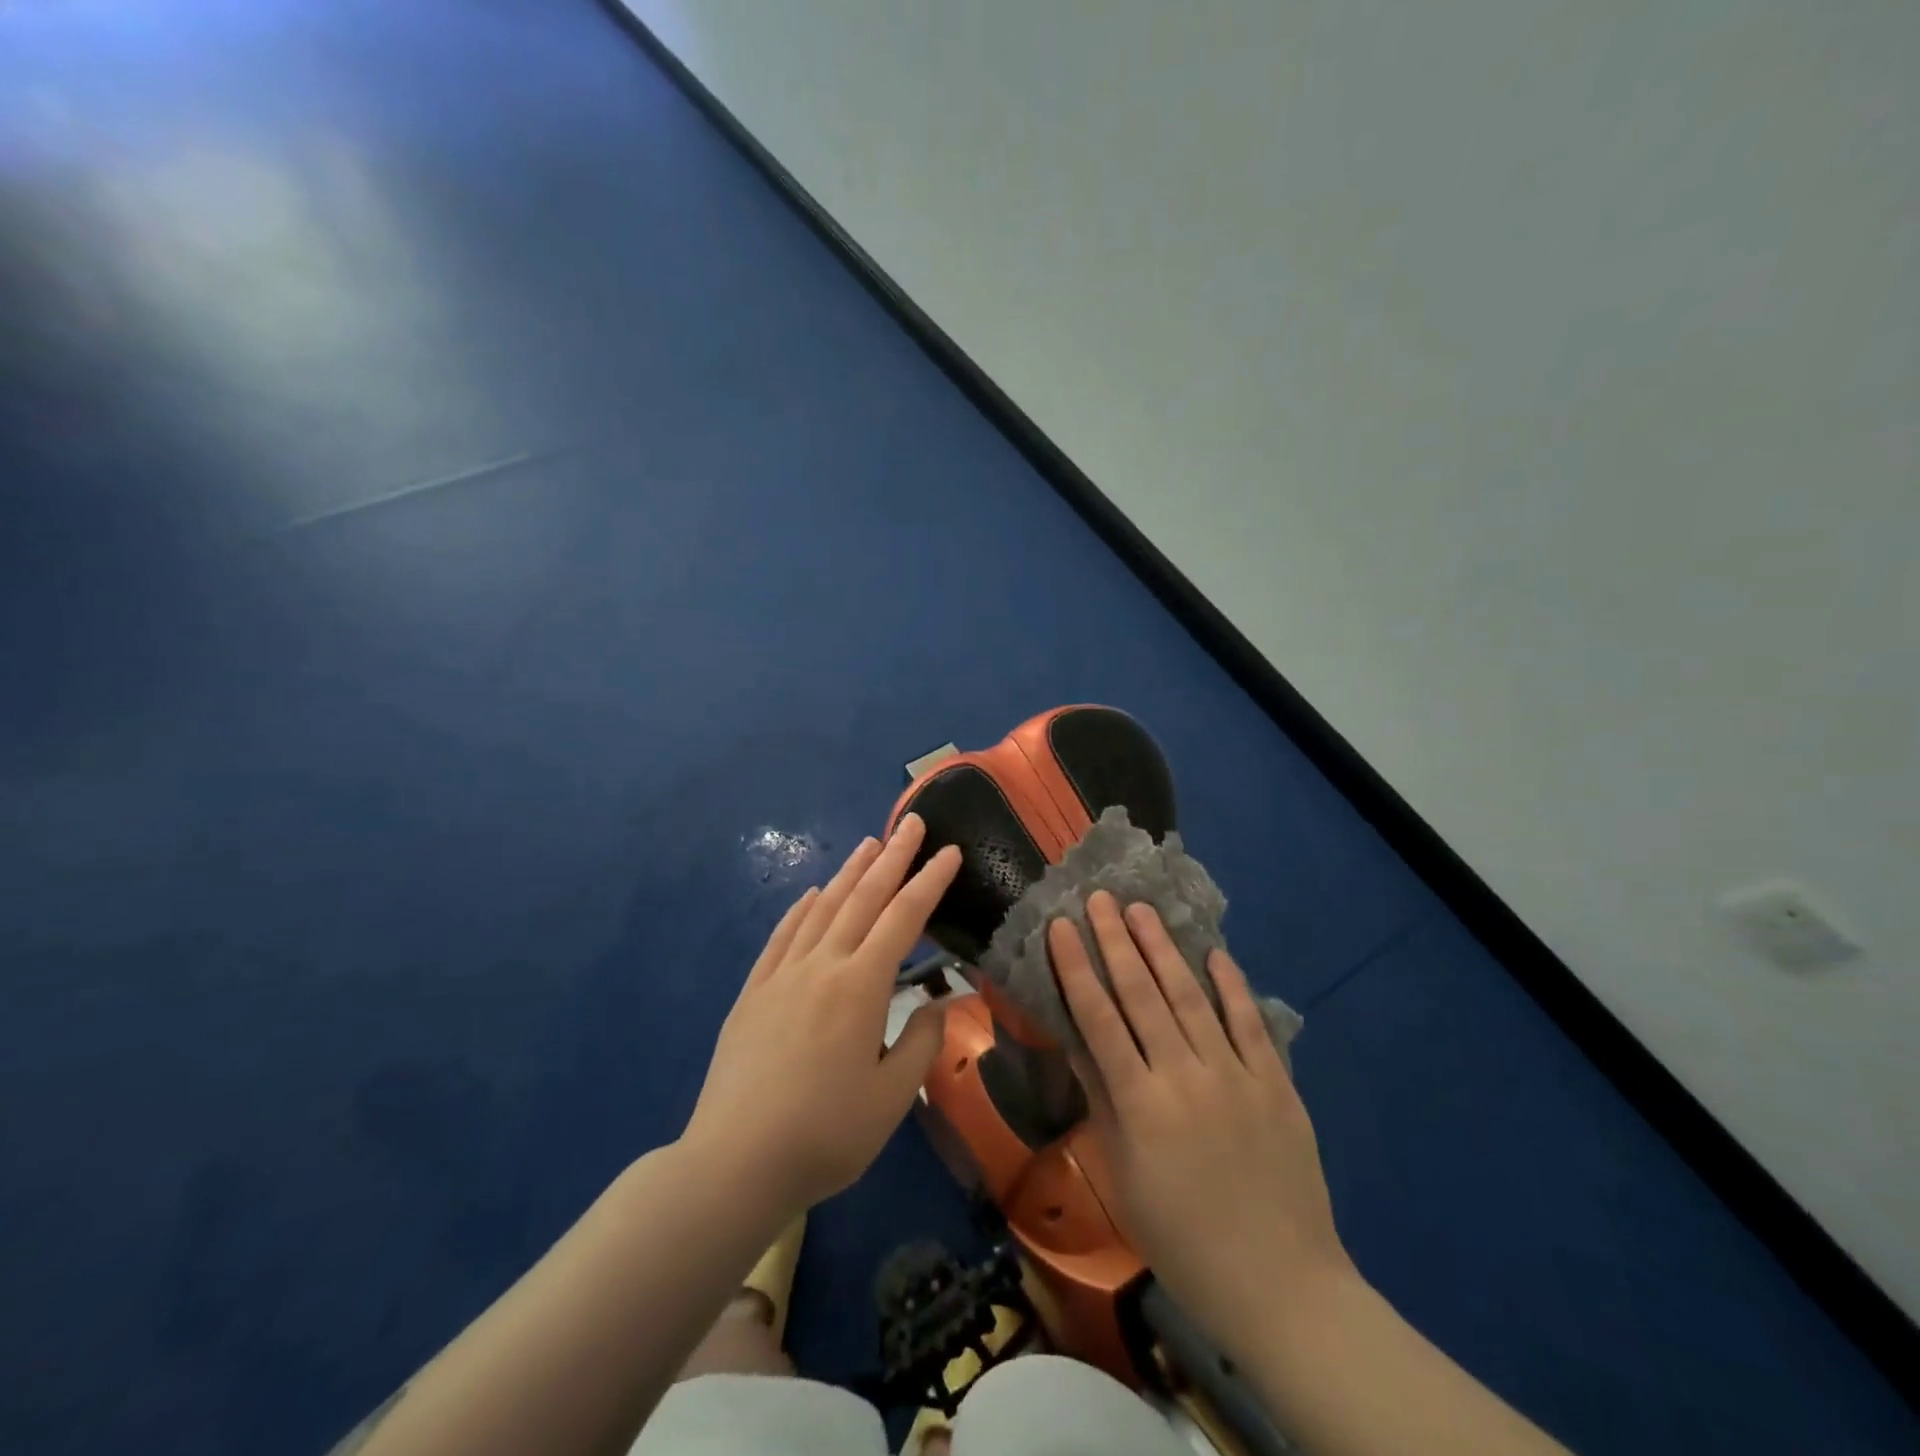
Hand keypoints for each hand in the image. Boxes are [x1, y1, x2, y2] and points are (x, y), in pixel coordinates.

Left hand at [684, 814, 960, 1218]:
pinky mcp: (753, 991)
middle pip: (863, 898)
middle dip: (892, 857)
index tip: (949, 851)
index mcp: (861, 987)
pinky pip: (782, 936)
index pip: (904, 918)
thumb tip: (940, 1003)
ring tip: (869, 844)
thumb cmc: (825, 1135)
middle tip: (910, 822)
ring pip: (822, 908)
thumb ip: (921, 1043)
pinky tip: (810, 894)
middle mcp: (822, 965)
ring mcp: (782, 975)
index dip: (930, 881)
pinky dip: (800, 909)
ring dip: (849, 873)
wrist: (734, 1162)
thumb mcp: (891, 1099)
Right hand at [1048, 892, 1354, 1352]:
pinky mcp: (1276, 1083)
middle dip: (1115, 941)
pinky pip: (1250, 1023)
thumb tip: (1077, 1040)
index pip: (1098, 1018)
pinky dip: (1231, 985)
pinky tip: (1214, 953)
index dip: (1076, 967)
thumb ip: (1101, 1100)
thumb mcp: (1122, 1175)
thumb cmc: (1181, 1238)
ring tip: (1141, 910)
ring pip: (1191, 997)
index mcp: (1140, 1103)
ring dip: (1163, 949)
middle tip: (1099, 897)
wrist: (1279, 1285)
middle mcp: (1184, 1075)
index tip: (1060, 926)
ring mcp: (1235, 1075)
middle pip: (1142, 994)